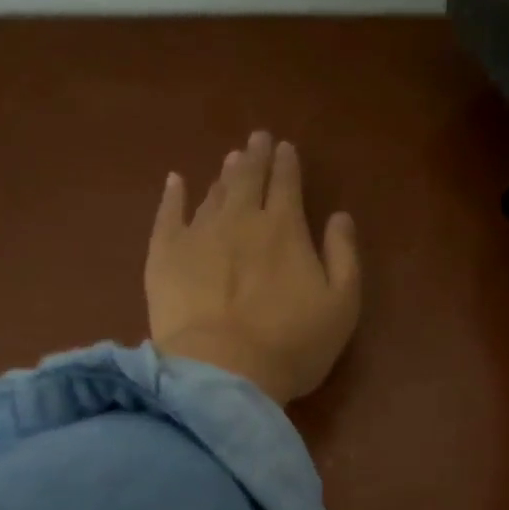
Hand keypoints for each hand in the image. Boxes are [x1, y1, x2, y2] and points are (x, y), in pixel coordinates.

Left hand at [146, 131, 361, 405]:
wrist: (223, 370)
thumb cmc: (292, 344)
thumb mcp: (341, 305)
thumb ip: (344, 256)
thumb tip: (339, 216)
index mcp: (285, 229)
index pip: (287, 184)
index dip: (287, 164)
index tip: (285, 148)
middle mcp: (241, 219)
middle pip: (248, 179)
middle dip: (255, 157)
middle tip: (257, 139)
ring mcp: (199, 234)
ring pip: (214, 193)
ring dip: (224, 174)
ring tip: (230, 160)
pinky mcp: (165, 255)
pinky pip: (168, 214)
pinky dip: (173, 195)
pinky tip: (176, 182)